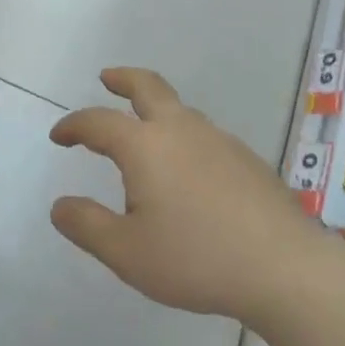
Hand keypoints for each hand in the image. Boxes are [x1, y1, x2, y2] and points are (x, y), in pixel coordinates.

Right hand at [50, 68, 302, 320]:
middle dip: (122, 79)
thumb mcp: (127, 253)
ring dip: (155, 109)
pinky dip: (184, 136)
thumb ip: (87, 226)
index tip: (59, 135)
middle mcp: (179, 129)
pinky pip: (204, 134)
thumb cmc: (196, 258)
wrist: (284, 267)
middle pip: (147, 86)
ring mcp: (218, 139)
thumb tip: (59, 205)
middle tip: (107, 78)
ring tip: (146, 135)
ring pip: (179, 109)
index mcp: (144, 145)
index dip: (74, 125)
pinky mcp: (245, 158)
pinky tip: (189, 171)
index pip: (98, 122)